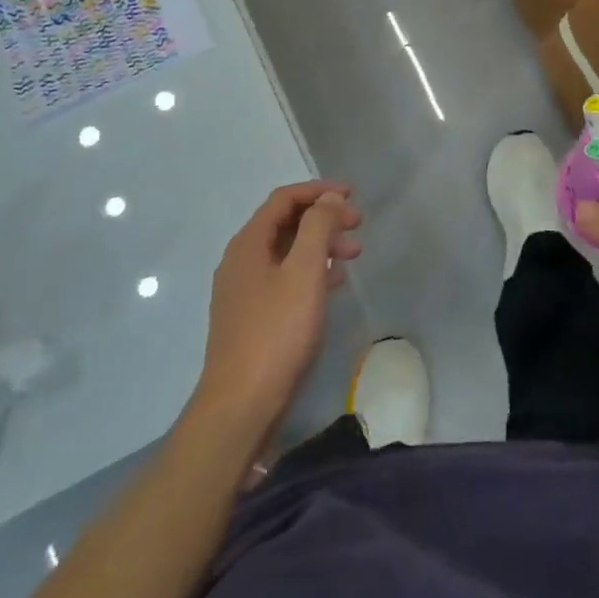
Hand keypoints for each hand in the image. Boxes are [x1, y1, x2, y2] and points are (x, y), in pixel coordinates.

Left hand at [191, 182, 361, 442]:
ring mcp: (243, 291)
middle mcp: (241, 260)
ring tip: (354, 255)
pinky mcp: (251, 318)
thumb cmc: (276, 333)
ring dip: (320, 245)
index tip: (352, 195)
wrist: (240, 406)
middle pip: (285, 223)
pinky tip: (333, 283)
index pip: (284, 199)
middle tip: (358, 226)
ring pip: (286, 252)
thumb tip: (329, 199)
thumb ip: (318, 228)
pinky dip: (311, 271)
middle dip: (323, 218)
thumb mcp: (304, 273)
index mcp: (249, 243)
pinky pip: (284, 278)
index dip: (319, 191)